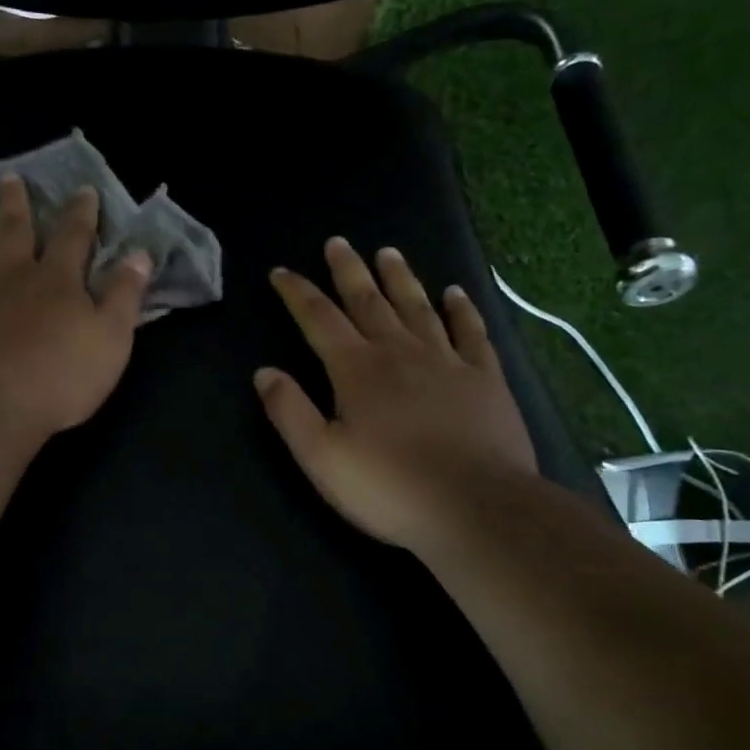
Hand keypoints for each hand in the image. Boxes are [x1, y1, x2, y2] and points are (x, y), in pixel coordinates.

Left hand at [0, 175, 151, 439]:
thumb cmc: (59, 377)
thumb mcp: (111, 339)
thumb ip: (125, 295)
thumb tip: (139, 254)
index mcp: (55, 280)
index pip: (73, 237)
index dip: (81, 213)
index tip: (83, 189)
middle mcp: (8, 275)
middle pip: (12, 231)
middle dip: (14, 204)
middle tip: (9, 178)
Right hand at [255, 237, 538, 553]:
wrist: (477, 507)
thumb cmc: (390, 487)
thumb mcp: (322, 458)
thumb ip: (290, 412)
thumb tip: (265, 372)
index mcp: (356, 369)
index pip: (318, 319)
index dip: (297, 293)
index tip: (281, 272)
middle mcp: (399, 352)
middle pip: (368, 301)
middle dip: (348, 271)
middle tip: (338, 242)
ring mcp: (446, 361)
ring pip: (418, 307)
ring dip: (400, 278)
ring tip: (388, 253)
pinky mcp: (484, 378)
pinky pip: (471, 332)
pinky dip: (462, 310)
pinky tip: (455, 293)